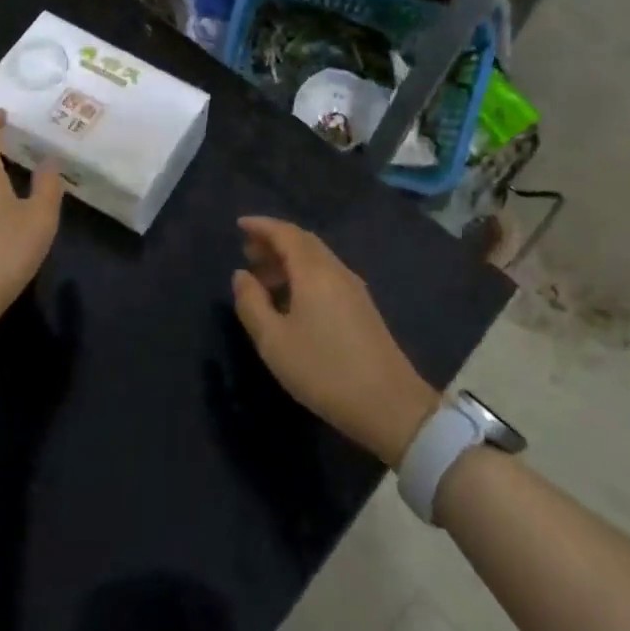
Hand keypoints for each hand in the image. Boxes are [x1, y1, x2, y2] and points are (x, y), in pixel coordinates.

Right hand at [231, 217, 440, 466]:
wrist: (390, 406)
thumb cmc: (324, 370)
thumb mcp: (273, 341)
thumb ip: (251, 303)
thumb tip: (241, 275)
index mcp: (314, 272)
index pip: (285, 233)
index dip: (261, 226)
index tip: (238, 224)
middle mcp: (336, 271)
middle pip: (303, 242)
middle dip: (274, 241)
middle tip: (247, 251)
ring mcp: (354, 290)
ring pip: (316, 259)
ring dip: (288, 260)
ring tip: (263, 278)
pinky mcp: (363, 308)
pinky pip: (327, 276)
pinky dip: (303, 275)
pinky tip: (291, 300)